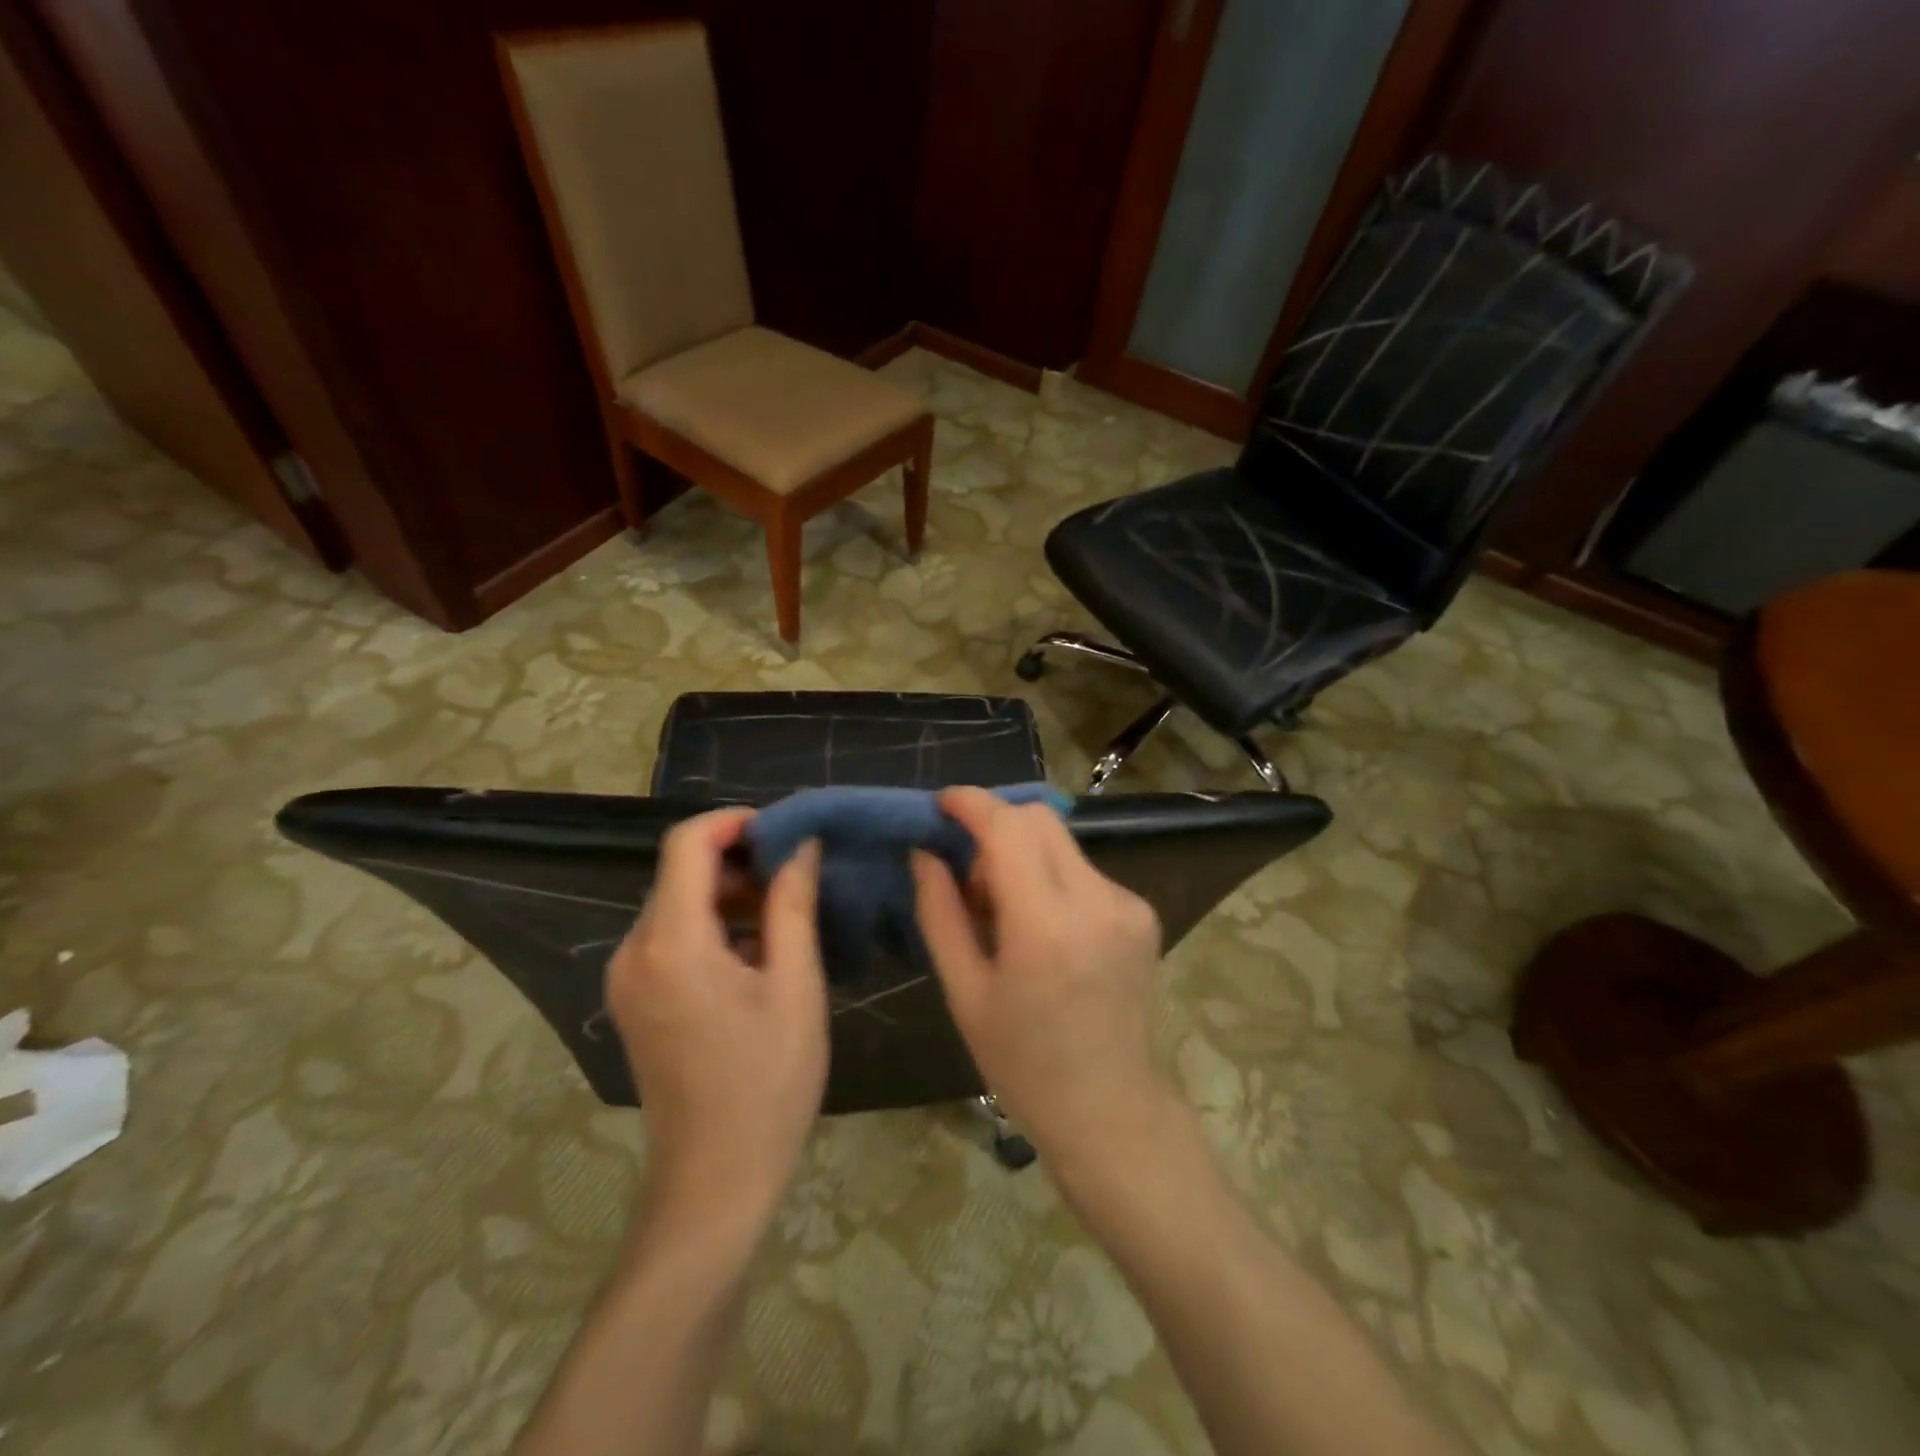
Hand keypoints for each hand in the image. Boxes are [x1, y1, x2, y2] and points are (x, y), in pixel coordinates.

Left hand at [607, 809, 827, 1220]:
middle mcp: (633, 951)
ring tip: (785, 918)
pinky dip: (713, 928)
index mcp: (671, 943)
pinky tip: (758, 955)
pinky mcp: (634, 1000)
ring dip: (729, 897)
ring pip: (677, 905)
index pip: (687, 844)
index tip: (784, 830)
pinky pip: (671, 939)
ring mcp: (627, 979)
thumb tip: (802, 845)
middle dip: (740, 862)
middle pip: (681, 873)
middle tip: (797, 878)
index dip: (734, 822)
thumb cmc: (767, 1081)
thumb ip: (793, 905)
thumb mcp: (796, 986)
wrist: (715, 1180)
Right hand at [912, 788, 1171, 1174]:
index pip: (1008, 828)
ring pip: (1061, 841)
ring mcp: (1127, 904)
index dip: (971, 803)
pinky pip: (1083, 869)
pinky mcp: (1142, 912)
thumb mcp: (965, 992)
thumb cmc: (1023, 1062)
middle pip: (1039, 819)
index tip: (941, 804)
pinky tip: (1042, 928)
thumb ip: (940, 912)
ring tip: (1005, 911)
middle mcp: (1097, 901)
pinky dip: (1051, 877)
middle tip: (969, 877)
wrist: (1110, 1108)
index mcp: (1046, 926)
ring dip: (1022, 855)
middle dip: (995, 828)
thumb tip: (925, 852)